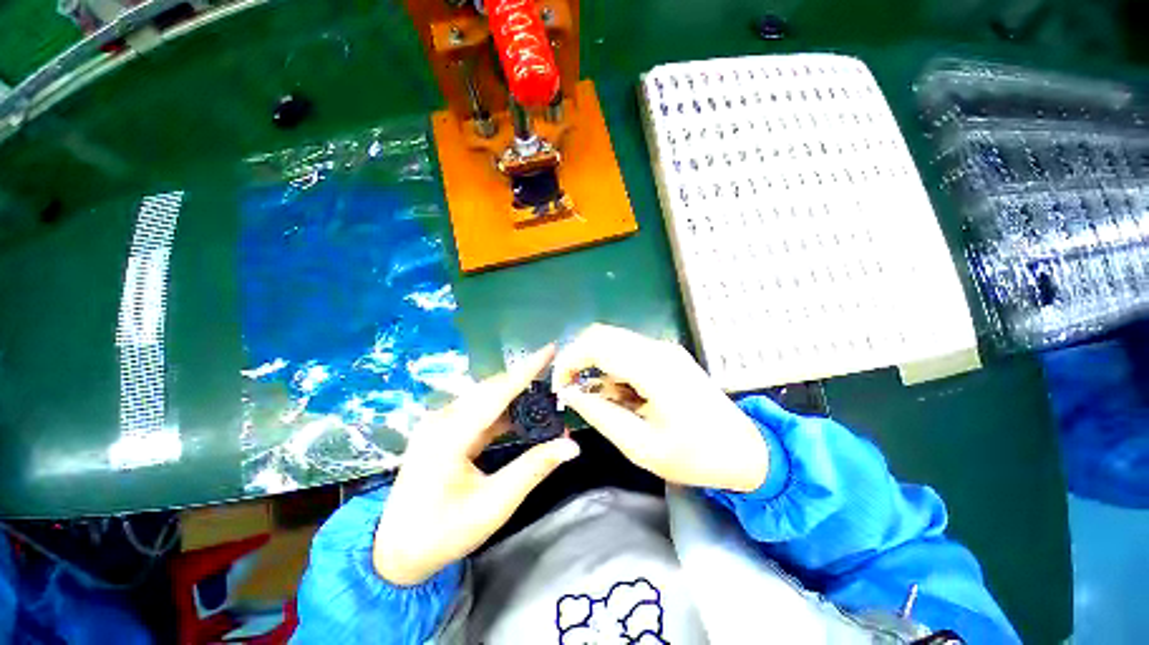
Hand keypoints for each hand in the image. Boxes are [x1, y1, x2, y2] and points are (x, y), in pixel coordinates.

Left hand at [373, 345, 579, 585]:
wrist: (394, 554)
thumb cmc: (444, 533)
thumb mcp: (494, 505)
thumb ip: (534, 469)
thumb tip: (571, 445)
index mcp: (451, 434)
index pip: (499, 391)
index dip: (527, 369)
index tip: (550, 348)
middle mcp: (443, 420)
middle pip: (492, 389)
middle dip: (524, 380)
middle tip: (554, 377)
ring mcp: (439, 424)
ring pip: (485, 398)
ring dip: (515, 395)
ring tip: (544, 395)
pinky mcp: (441, 431)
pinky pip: (478, 411)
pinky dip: (502, 411)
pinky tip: (520, 416)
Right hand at [553, 324, 767, 492]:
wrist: (745, 451)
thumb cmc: (696, 456)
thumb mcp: (641, 447)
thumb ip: (601, 415)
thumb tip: (571, 394)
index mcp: (653, 369)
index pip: (596, 345)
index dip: (569, 361)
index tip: (559, 387)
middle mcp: (658, 349)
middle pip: (602, 335)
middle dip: (578, 359)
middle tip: (571, 391)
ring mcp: (664, 349)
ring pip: (613, 341)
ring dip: (596, 365)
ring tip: (600, 400)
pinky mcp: (667, 355)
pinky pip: (627, 351)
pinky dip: (612, 368)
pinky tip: (620, 396)